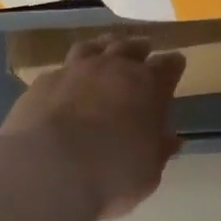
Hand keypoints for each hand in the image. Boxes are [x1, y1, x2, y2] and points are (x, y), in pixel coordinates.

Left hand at [0, 36, 186, 218]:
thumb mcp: (148, 172)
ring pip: (93, 47)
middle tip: (143, 50)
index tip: (176, 65)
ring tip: (105, 52)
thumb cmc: (111, 173)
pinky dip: (69, 73)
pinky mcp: (43, 82)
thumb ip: (159, 150)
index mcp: (147, 85)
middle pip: (130, 46)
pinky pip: (61, 69)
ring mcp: (75, 70)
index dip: (173, 65)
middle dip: (139, 48)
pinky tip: (66, 83)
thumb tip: (170, 139)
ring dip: (103, 48)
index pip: (168, 65)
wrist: (48, 169)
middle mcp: (113, 68)